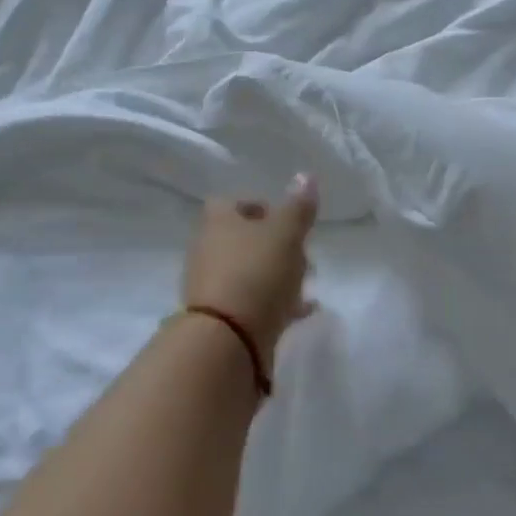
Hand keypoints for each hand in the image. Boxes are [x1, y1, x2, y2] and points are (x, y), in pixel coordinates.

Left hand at [182, 174, 319, 357]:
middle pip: (243, 239)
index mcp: (218, 221)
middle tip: (303, 255)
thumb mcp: (285, 234)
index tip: (286, 220)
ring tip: (306, 286)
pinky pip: (252, 303)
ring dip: (278, 275)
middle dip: (276, 245)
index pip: (233, 202)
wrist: (226, 340)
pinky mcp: (221, 319)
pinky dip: (276, 303)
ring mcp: (212, 286)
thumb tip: (306, 175)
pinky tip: (302, 312)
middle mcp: (208, 249)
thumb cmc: (256, 273)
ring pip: (249, 272)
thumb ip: (298, 207)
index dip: (260, 206)